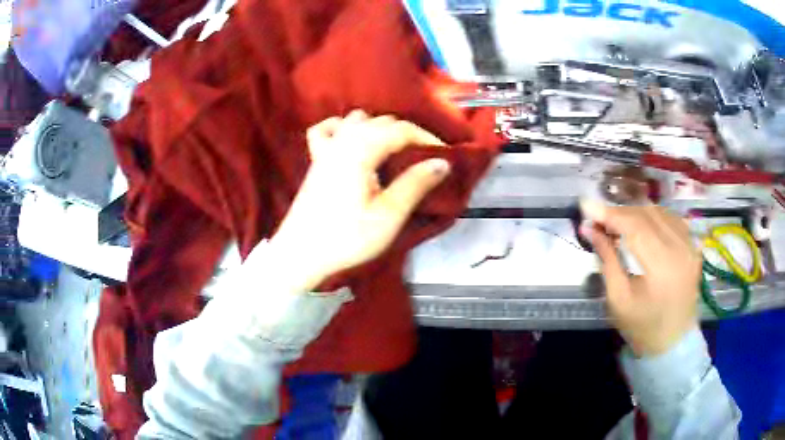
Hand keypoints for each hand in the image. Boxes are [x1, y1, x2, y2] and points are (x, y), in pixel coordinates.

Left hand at [270, 110, 449, 289]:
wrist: (301, 254)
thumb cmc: (346, 238)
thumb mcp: (388, 216)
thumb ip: (415, 184)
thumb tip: (442, 162)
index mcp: (361, 151)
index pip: (401, 130)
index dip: (427, 138)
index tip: (446, 155)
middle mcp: (343, 141)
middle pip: (382, 121)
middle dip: (408, 133)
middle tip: (426, 158)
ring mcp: (326, 148)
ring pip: (358, 119)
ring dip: (380, 128)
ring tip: (395, 151)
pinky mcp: (316, 159)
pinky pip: (329, 129)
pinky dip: (344, 128)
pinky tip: (352, 140)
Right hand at [581, 201, 701, 356]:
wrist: (674, 342)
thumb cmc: (642, 328)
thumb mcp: (618, 299)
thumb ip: (607, 259)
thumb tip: (588, 228)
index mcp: (663, 267)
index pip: (635, 227)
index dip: (610, 214)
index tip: (586, 206)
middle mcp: (681, 249)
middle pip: (647, 215)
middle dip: (620, 212)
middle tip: (599, 218)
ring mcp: (690, 245)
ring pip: (659, 212)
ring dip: (636, 213)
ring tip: (617, 223)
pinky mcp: (693, 246)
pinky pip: (671, 219)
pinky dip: (653, 217)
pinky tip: (641, 225)